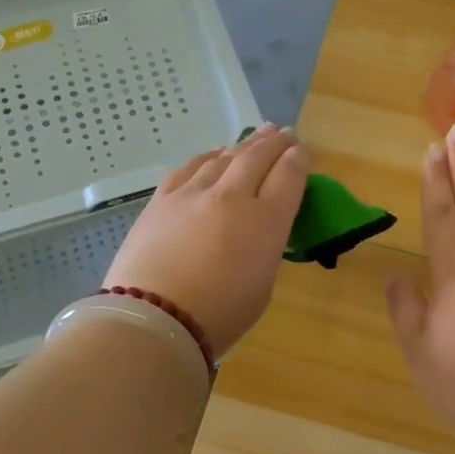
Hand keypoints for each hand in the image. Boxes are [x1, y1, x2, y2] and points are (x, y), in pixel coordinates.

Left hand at [102, 124, 309, 353]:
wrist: (153, 320)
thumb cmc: (218, 316)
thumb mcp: (262, 285)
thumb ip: (265, 246)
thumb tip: (258, 226)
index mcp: (266, 221)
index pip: (289, 175)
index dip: (298, 159)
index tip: (301, 150)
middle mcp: (232, 197)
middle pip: (258, 156)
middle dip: (274, 142)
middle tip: (283, 133)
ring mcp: (193, 193)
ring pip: (224, 156)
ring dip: (243, 144)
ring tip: (255, 137)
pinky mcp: (162, 199)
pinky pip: (190, 167)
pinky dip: (208, 157)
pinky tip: (214, 154)